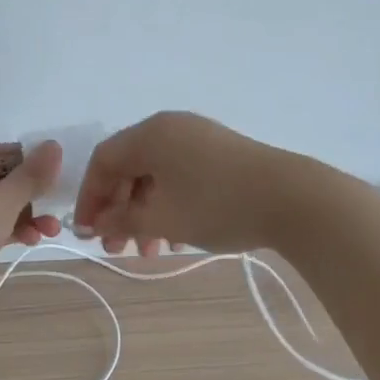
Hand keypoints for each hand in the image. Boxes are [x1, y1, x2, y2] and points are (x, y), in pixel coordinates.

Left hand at [0, 141, 63, 317]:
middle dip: (35, 192)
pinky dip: (16, 232)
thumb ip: (32, 175)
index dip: (30, 157)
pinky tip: (32, 241)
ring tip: (52, 230)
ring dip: (30, 215)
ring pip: (4, 208)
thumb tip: (54, 144)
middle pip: (6, 181)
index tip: (57, 169)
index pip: (3, 151)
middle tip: (59, 202)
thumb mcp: (4, 198)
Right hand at [71, 112, 298, 255]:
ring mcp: (198, 138)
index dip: (90, 198)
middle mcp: (171, 128)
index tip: (87, 233)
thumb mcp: (162, 218)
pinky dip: (169, 203)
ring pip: (156, 175)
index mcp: (151, 134)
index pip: (104, 160)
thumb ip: (122, 220)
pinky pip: (179, 175)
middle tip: (117, 248)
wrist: (292, 199)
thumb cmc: (216, 205)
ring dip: (144, 212)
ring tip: (148, 250)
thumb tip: (97, 223)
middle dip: (119, 210)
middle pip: (129, 167)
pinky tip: (176, 235)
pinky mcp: (220, 153)